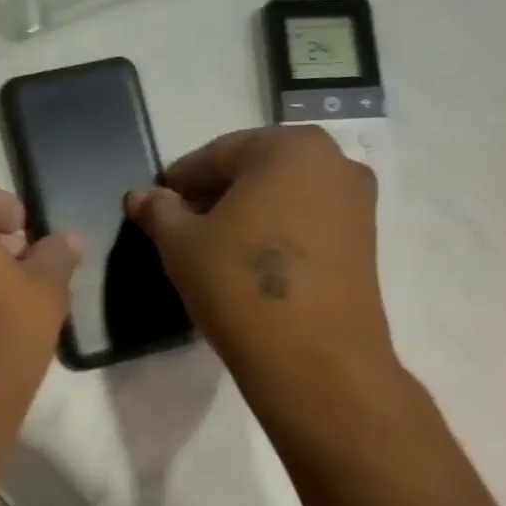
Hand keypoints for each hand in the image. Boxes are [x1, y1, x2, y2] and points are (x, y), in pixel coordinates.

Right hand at [127, 127, 398, 401]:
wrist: (314, 358)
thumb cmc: (238, 283)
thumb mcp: (182, 244)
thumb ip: (159, 212)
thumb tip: (139, 196)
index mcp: (289, 147)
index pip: (219, 154)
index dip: (181, 179)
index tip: (157, 202)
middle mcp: (333, 162)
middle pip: (256, 171)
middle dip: (215, 195)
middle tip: (180, 224)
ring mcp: (357, 204)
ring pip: (284, 197)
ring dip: (246, 214)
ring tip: (211, 247)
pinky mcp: (366, 243)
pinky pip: (307, 223)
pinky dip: (275, 233)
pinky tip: (247, 263)